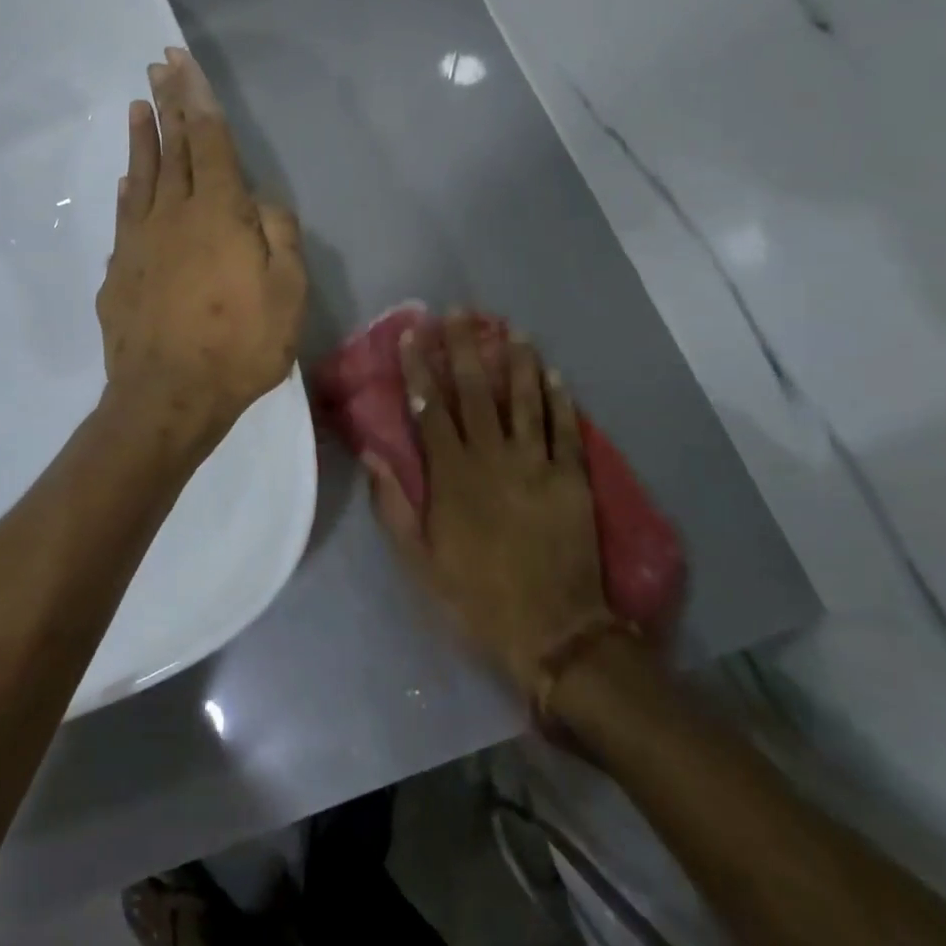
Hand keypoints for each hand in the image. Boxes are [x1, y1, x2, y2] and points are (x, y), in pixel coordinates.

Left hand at [96, 48, 306, 454]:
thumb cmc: (239, 347)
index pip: (208, 140)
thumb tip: (261, 203)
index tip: (182, 62)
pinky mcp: (119, 270)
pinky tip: (125, 179)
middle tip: (158, 65)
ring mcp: (139, 241)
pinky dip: (127, 189)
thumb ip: (279, 237)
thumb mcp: (287, 295)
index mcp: (218, 213)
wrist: (167, 397)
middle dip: (168, 103)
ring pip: (141, 176)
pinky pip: (124, 216)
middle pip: (172, 147)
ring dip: (142, 138)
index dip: (197, 98)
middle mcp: (173, 214)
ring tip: (138, 105)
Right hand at [364, 315, 615, 697]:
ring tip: (510, 329)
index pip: (431, 409)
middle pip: (477, 392)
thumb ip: (393, 505)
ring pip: (525, 400)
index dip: (419, 368)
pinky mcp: (573, 479)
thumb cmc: (475, 597)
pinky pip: (566, 429)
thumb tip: (372, 456)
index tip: (412, 334)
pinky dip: (561, 399)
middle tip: (460, 312)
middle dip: (465, 348)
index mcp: (452, 476)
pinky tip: (556, 372)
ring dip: (517, 361)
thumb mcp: (418, 560)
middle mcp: (493, 458)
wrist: (553, 633)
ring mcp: (538, 465)